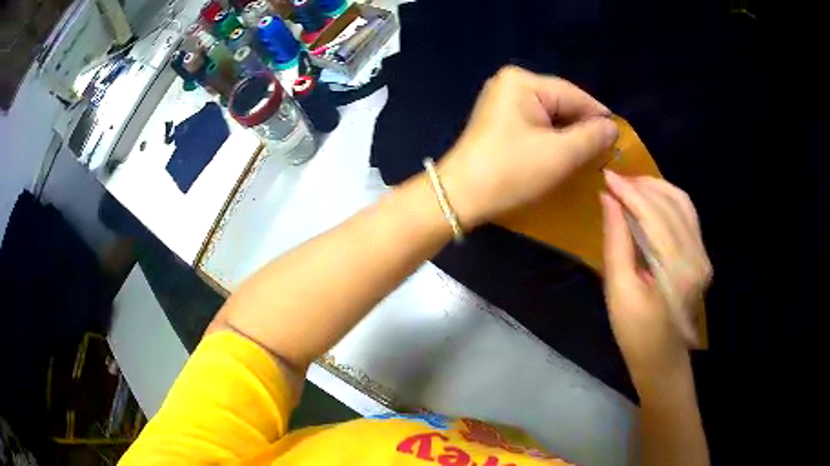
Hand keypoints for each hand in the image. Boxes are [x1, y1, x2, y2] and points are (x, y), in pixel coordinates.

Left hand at [437, 65, 618, 227]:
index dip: (599, 117)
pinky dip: (552, 139)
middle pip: (561, 103)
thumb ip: (592, 137)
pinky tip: (565, 154)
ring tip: (589, 156)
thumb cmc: (511, 171)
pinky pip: (536, 125)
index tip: (620, 139)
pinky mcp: (499, 120)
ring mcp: (502, 101)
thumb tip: (612, 127)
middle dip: (583, 128)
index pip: (574, 95)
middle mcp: (511, 84)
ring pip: (550, 116)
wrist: (460, 196)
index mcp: (523, 81)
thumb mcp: (560, 154)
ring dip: (569, 135)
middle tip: (606, 152)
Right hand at [600, 172, 712, 387]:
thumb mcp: (618, 290)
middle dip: (641, 186)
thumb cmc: (636, 333)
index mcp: (676, 270)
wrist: (663, 358)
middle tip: (614, 181)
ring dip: (655, 188)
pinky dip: (667, 199)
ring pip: (682, 203)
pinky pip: (686, 214)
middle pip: (671, 203)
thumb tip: (608, 200)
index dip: (630, 192)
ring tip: (630, 186)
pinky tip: (649, 199)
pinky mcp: (702, 254)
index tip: (606, 177)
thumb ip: (616, 241)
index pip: (654, 215)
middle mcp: (697, 256)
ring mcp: (703, 254)